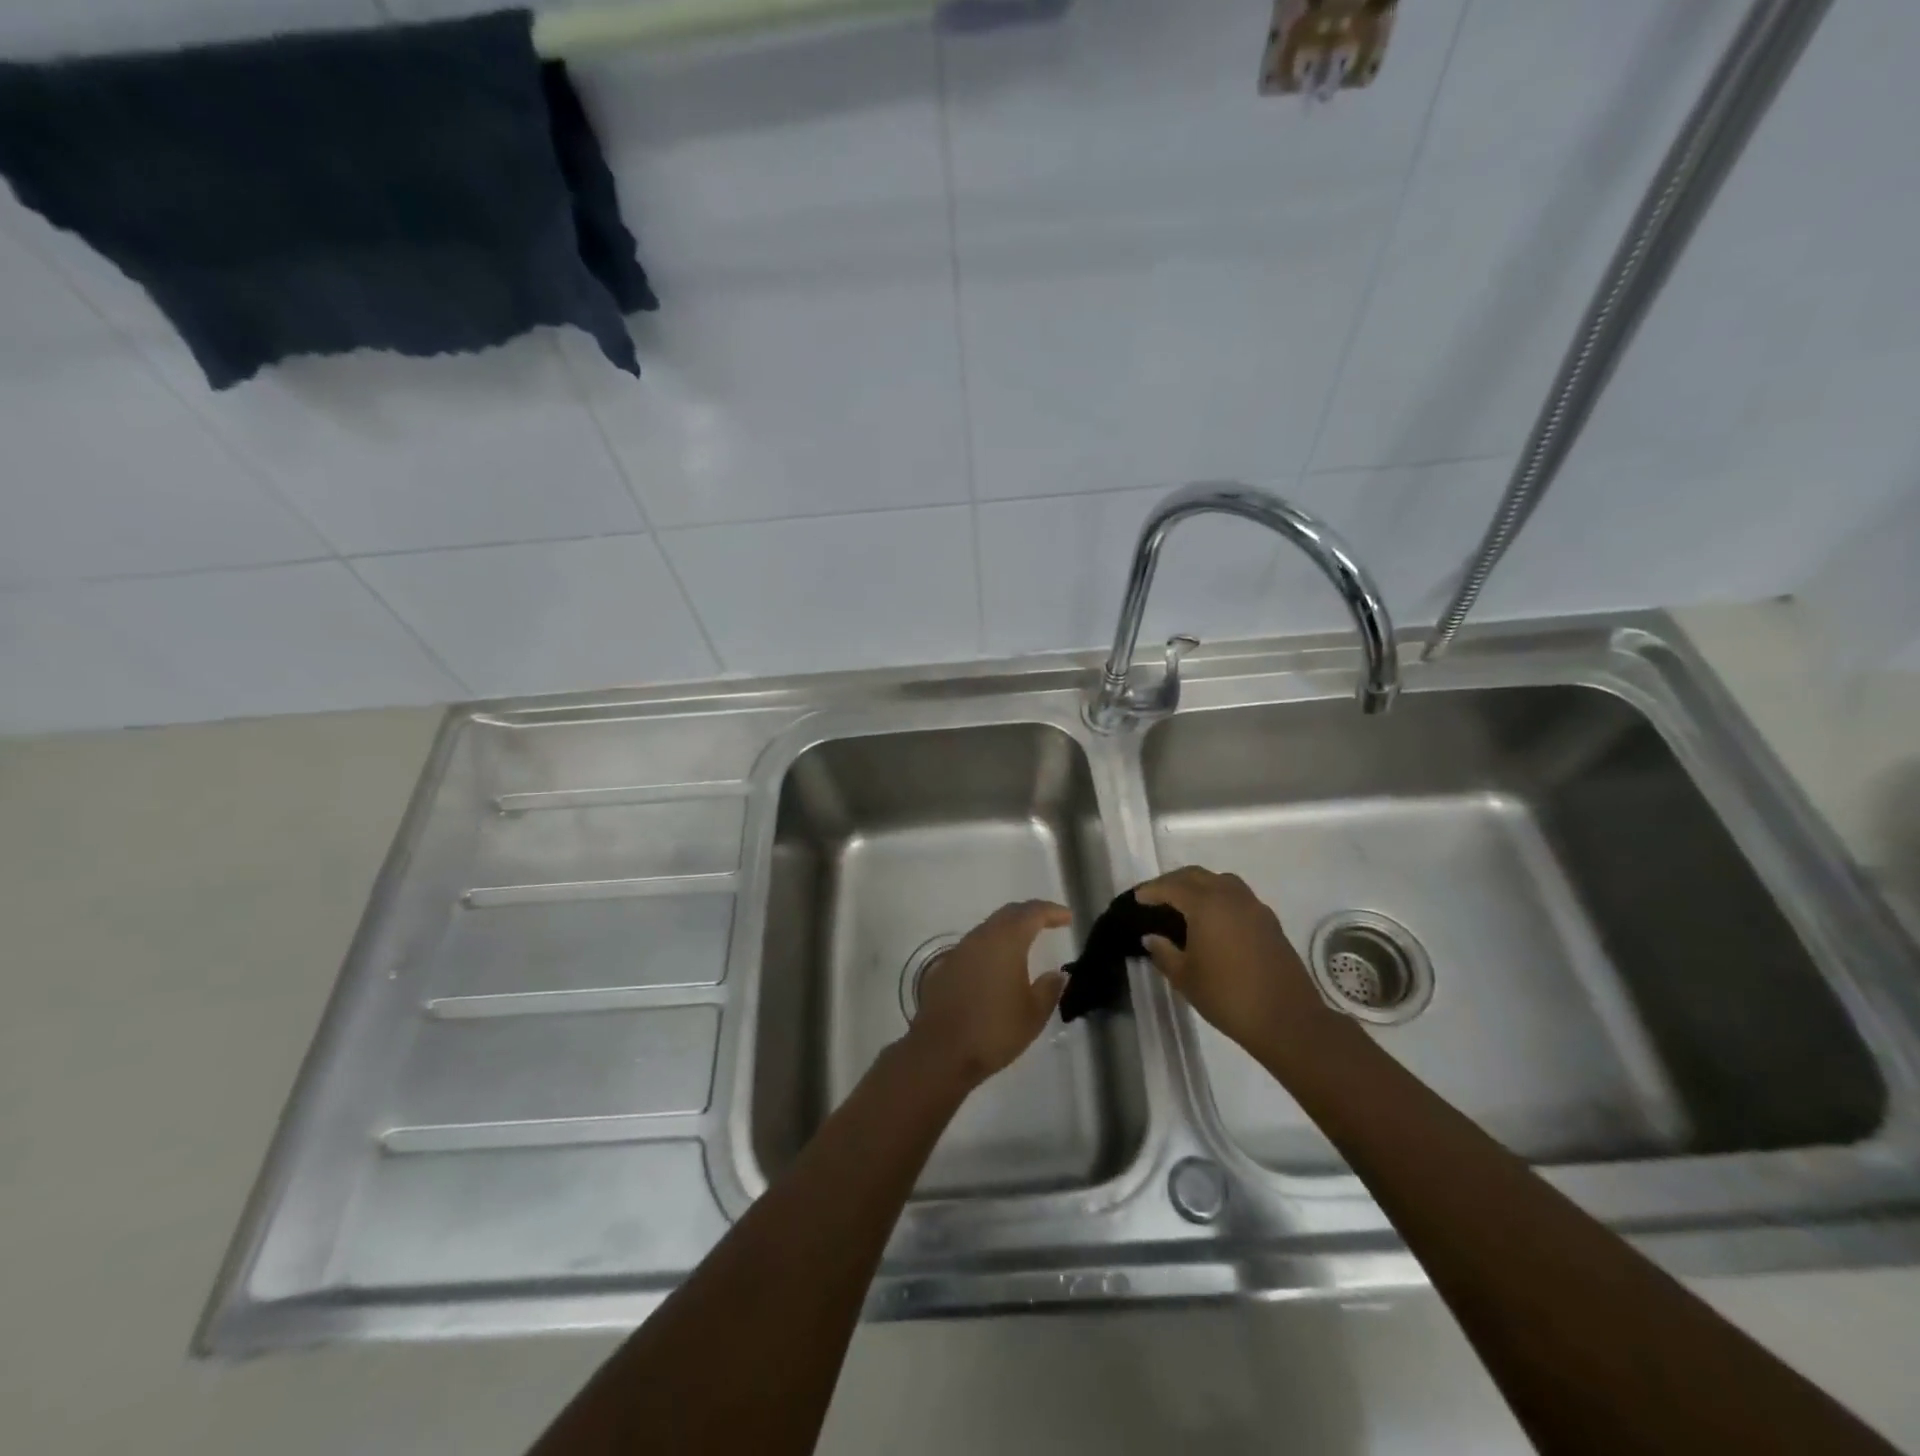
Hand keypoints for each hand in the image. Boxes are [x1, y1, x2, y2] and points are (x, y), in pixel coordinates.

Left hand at [906, 900, 1069, 1088]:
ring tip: (1026, 943)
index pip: (1032, 913)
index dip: (1052, 911)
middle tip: (1049, 922)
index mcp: (1006, 941)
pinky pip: (974, 946)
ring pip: (989, 928)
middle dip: (1030, 914)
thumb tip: (1057, 974)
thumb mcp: (1033, 1014)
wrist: (941, 1051)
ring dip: (1009, 930)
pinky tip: (997, 966)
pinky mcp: (945, 967)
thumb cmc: (994, 1030)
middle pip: (1009, 914)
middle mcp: (981, 937)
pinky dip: (991, 947)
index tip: (1067, 917)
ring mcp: (960, 950)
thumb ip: (1049, 989)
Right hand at [1135, 867, 1334, 1061]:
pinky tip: (1214, 921)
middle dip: (1173, 882)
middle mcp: (1231, 897)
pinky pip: (1238, 897)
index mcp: (1206, 904)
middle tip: (1157, 896)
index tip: (1137, 898)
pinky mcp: (1270, 922)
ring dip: (1200, 886)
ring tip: (1185, 904)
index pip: (1172, 886)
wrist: (1287, 1019)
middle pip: (1197, 876)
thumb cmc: (1228, 996)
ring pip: (1221, 882)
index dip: (1151, 890)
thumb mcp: (1185, 978)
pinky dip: (1220, 899)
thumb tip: (1152, 937)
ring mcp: (1255, 907)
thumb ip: (1164, 952)